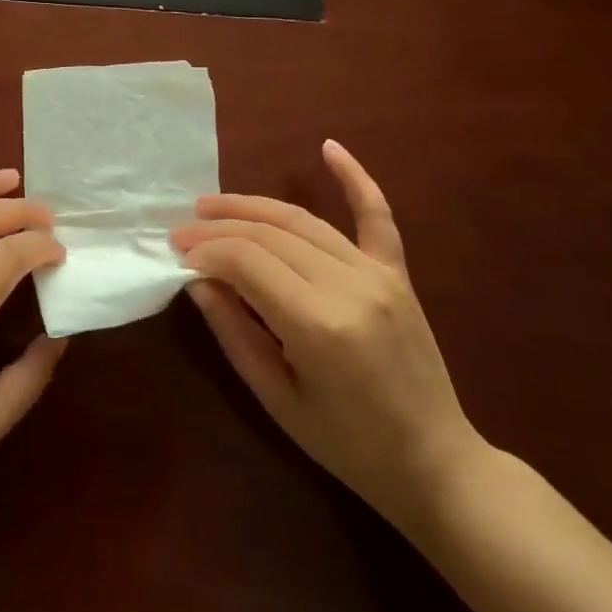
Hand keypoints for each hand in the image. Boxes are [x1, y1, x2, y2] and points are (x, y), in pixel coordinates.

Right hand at [171, 140, 485, 528]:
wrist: (435, 463)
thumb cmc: (347, 446)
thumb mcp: (276, 398)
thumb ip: (234, 332)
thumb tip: (198, 281)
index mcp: (318, 325)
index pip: (245, 261)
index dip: (205, 251)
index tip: (176, 255)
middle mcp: (349, 286)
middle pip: (269, 234)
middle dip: (218, 228)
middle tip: (181, 230)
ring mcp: (378, 276)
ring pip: (303, 221)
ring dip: (252, 207)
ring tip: (211, 204)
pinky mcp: (397, 275)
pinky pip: (376, 217)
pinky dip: (355, 179)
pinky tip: (329, 148)